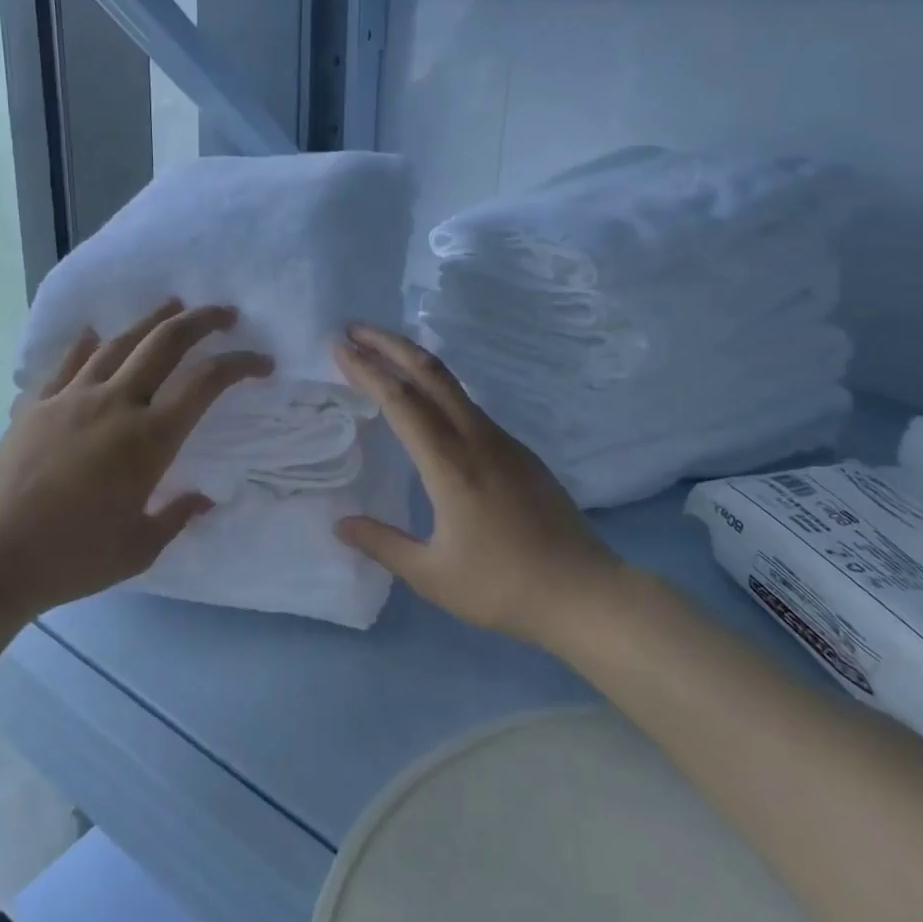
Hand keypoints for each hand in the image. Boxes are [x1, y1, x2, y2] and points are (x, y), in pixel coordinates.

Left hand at [0, 301, 272, 617]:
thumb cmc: (74, 559)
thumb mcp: (140, 548)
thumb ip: (176, 516)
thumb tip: (203, 497)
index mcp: (149, 439)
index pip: (206, 383)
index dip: (240, 365)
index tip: (262, 363)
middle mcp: (115, 405)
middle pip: (165, 344)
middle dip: (202, 321)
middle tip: (225, 314)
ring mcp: (71, 399)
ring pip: (119, 344)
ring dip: (151, 321)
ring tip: (172, 306)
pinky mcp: (36, 406)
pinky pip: (67, 363)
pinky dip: (86, 344)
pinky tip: (95, 334)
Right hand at [332, 324, 620, 645]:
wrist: (584, 591)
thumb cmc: (502, 585)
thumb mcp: (432, 575)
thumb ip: (383, 544)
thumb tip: (341, 524)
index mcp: (450, 463)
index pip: (399, 400)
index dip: (366, 369)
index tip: (338, 347)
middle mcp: (476, 438)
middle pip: (430, 372)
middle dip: (390, 344)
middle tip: (355, 330)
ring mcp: (502, 440)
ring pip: (453, 384)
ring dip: (415, 362)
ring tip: (384, 356)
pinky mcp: (519, 451)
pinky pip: (470, 406)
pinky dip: (438, 388)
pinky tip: (428, 404)